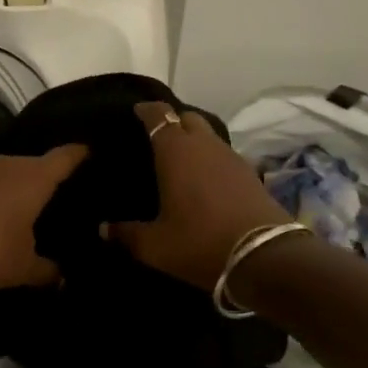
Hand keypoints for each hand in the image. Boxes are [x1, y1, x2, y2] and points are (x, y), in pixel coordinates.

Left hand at [0, 146, 87, 299]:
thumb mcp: (21, 269)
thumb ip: (47, 270)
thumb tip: (62, 276)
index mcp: (33, 177)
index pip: (66, 156)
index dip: (82, 154)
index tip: (95, 153)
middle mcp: (10, 164)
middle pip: (39, 163)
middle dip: (54, 177)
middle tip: (73, 195)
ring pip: (14, 173)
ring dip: (24, 187)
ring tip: (40, 206)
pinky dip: (2, 195)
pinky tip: (5, 214)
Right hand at [108, 103, 292, 290]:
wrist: (264, 257)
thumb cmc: (199, 243)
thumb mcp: (155, 245)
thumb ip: (127, 234)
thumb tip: (103, 228)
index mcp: (175, 150)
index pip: (158, 115)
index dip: (146, 110)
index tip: (136, 112)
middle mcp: (204, 144)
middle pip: (187, 118)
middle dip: (172, 121)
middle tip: (157, 137)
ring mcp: (231, 156)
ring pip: (209, 135)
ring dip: (194, 140)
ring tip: (180, 159)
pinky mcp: (251, 173)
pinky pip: (224, 154)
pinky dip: (211, 158)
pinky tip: (206, 179)